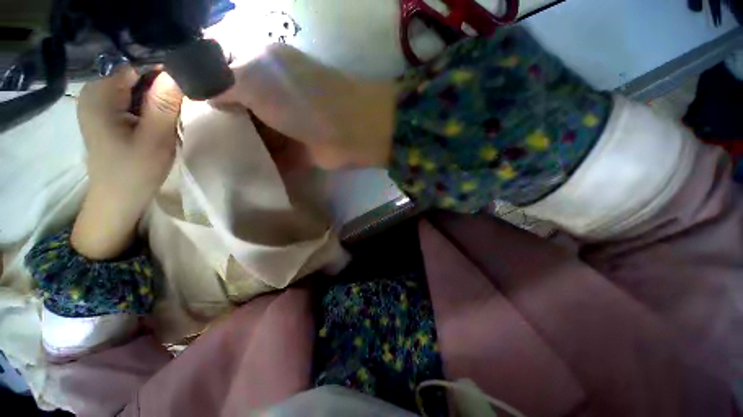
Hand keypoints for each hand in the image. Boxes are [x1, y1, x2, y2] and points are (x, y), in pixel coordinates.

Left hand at [72, 66, 182, 259]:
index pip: (136, 65)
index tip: (184, 89)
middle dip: (160, 88)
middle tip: (177, 111)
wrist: (117, 198)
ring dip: (156, 100)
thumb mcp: (155, 139)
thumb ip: (164, 105)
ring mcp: (98, 102)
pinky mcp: (105, 113)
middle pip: (135, 75)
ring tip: (168, 119)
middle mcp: (94, 92)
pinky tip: (156, 122)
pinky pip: (131, 98)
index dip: (163, 73)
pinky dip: (148, 106)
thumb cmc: (135, 171)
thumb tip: (176, 73)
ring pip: (136, 87)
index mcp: (99, 94)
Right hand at [211, 44, 395, 169]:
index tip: (182, 108)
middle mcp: (273, 94)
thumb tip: (203, 92)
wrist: (348, 132)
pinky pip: (274, 156)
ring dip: (240, 147)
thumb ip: (222, 81)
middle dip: (219, 123)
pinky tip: (240, 174)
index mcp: (262, 66)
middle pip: (238, 107)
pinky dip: (262, 164)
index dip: (202, 86)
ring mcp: (288, 123)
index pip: (222, 70)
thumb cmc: (301, 101)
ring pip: (256, 134)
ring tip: (210, 162)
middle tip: (193, 142)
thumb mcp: (254, 79)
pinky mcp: (299, 148)